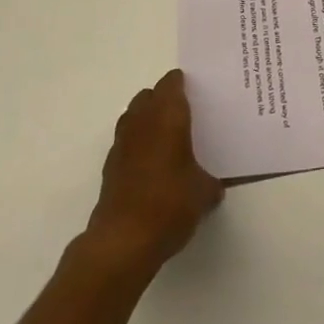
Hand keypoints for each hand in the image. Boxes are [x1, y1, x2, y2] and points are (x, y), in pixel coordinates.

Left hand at [83, 70, 223, 274]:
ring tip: (167, 140)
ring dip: (147, 121)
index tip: (197, 94)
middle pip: (149, 96)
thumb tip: (214, 185)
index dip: (183, 84)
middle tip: (184, 116)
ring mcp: (121, 143)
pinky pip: (126, 142)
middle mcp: (142, 121)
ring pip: (133, 116)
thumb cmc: (170, 204)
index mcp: (168, 116)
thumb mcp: (204, 193)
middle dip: (164, 100)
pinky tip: (151, 167)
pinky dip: (137, 146)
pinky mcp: (110, 167)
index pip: (172, 83)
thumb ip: (211, 182)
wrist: (124, 241)